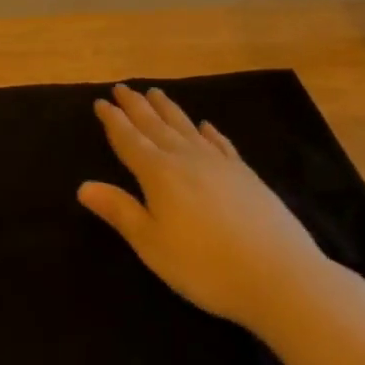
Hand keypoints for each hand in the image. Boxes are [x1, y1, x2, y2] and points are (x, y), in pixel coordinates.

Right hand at [78, 85, 334, 335]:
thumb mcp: (152, 244)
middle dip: (136, 106)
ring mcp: (219, 164)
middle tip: (123, 87)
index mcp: (158, 173)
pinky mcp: (247, 175)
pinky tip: (206, 125)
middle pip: (155, 125)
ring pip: (186, 127)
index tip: (101, 101)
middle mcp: (186, 158)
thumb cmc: (206, 266)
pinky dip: (210, 132)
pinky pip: (221, 144)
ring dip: (168, 109)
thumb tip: (83, 186)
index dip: (113, 121)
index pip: (129, 139)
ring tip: (156, 93)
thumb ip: (120, 211)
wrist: (281, 276)